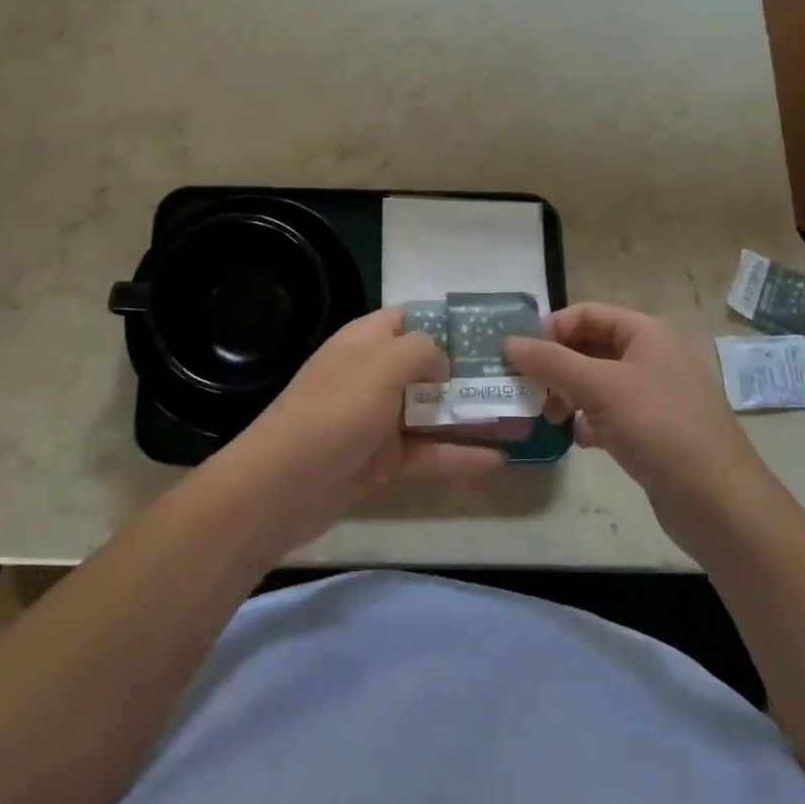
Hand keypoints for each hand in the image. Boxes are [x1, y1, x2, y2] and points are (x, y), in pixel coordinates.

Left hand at [215, 307, 508, 546]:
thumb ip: (420, 351)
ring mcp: (378, 418)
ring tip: (520, 418)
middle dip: (470, 371)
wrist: (283, 486)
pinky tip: (498, 460)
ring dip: (471, 414)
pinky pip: (427, 452)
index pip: (411, 317)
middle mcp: (373, 374)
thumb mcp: (381, 366)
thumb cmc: (335, 411)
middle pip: (428, 365)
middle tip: (518, 377)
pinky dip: (459, 456)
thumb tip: (442, 359)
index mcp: (366, 340)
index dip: (449, 321)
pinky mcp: (382, 459)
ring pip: (432, 411)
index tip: (492, 331)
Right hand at [505, 303, 767, 515]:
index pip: (587, 314)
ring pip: (597, 382)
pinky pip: (610, 413)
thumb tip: (509, 342)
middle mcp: (652, 356)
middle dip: (556, 365)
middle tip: (527, 388)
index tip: (519, 355)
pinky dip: (589, 420)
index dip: (551, 328)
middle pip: (591, 347)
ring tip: (548, 417)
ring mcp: (655, 395)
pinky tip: (579, 439)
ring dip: (568, 394)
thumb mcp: (598, 387)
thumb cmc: (658, 427)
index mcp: (646, 333)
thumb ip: (550, 362)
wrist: (719, 502)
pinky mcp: (654, 430)